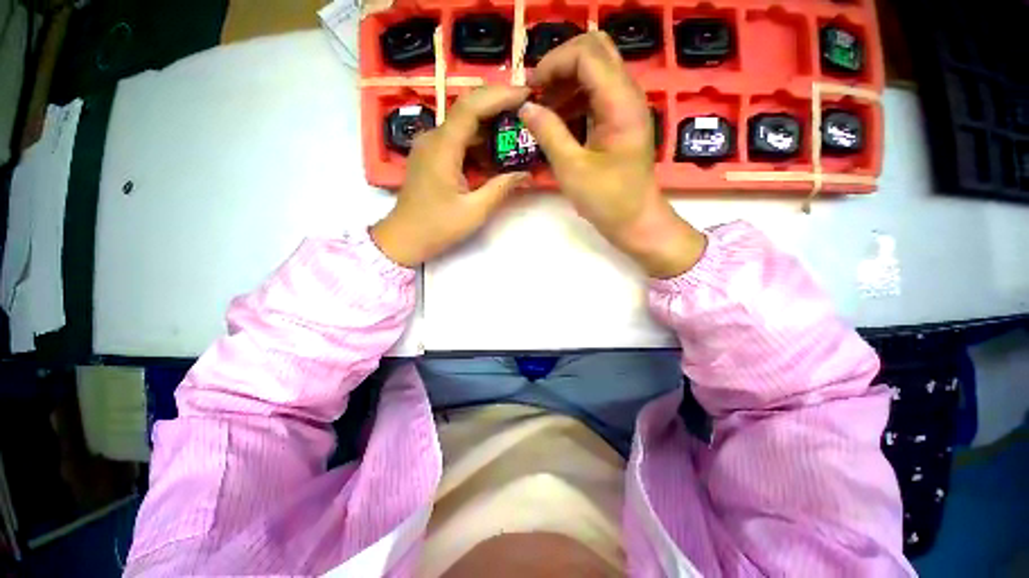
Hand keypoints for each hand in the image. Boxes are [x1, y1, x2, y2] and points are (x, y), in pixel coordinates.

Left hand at [371, 86, 531, 267]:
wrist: (404, 238)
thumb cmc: (437, 227)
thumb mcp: (474, 211)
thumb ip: (501, 188)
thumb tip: (526, 174)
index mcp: (442, 148)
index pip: (471, 107)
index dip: (500, 96)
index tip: (526, 95)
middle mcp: (433, 138)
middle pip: (467, 109)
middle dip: (498, 105)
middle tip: (526, 110)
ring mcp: (430, 146)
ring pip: (463, 124)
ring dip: (489, 125)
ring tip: (516, 131)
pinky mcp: (431, 156)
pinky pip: (457, 139)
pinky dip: (478, 141)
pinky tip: (494, 153)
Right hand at [519, 32, 706, 278]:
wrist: (636, 222)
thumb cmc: (607, 201)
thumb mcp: (572, 169)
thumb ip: (548, 133)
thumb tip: (525, 107)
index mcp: (620, 103)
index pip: (586, 54)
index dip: (554, 63)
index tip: (531, 90)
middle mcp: (627, 96)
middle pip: (594, 52)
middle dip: (560, 66)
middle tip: (537, 94)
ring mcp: (625, 108)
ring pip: (595, 72)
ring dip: (566, 83)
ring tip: (543, 110)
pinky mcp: (620, 122)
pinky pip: (596, 96)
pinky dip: (574, 100)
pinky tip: (558, 122)